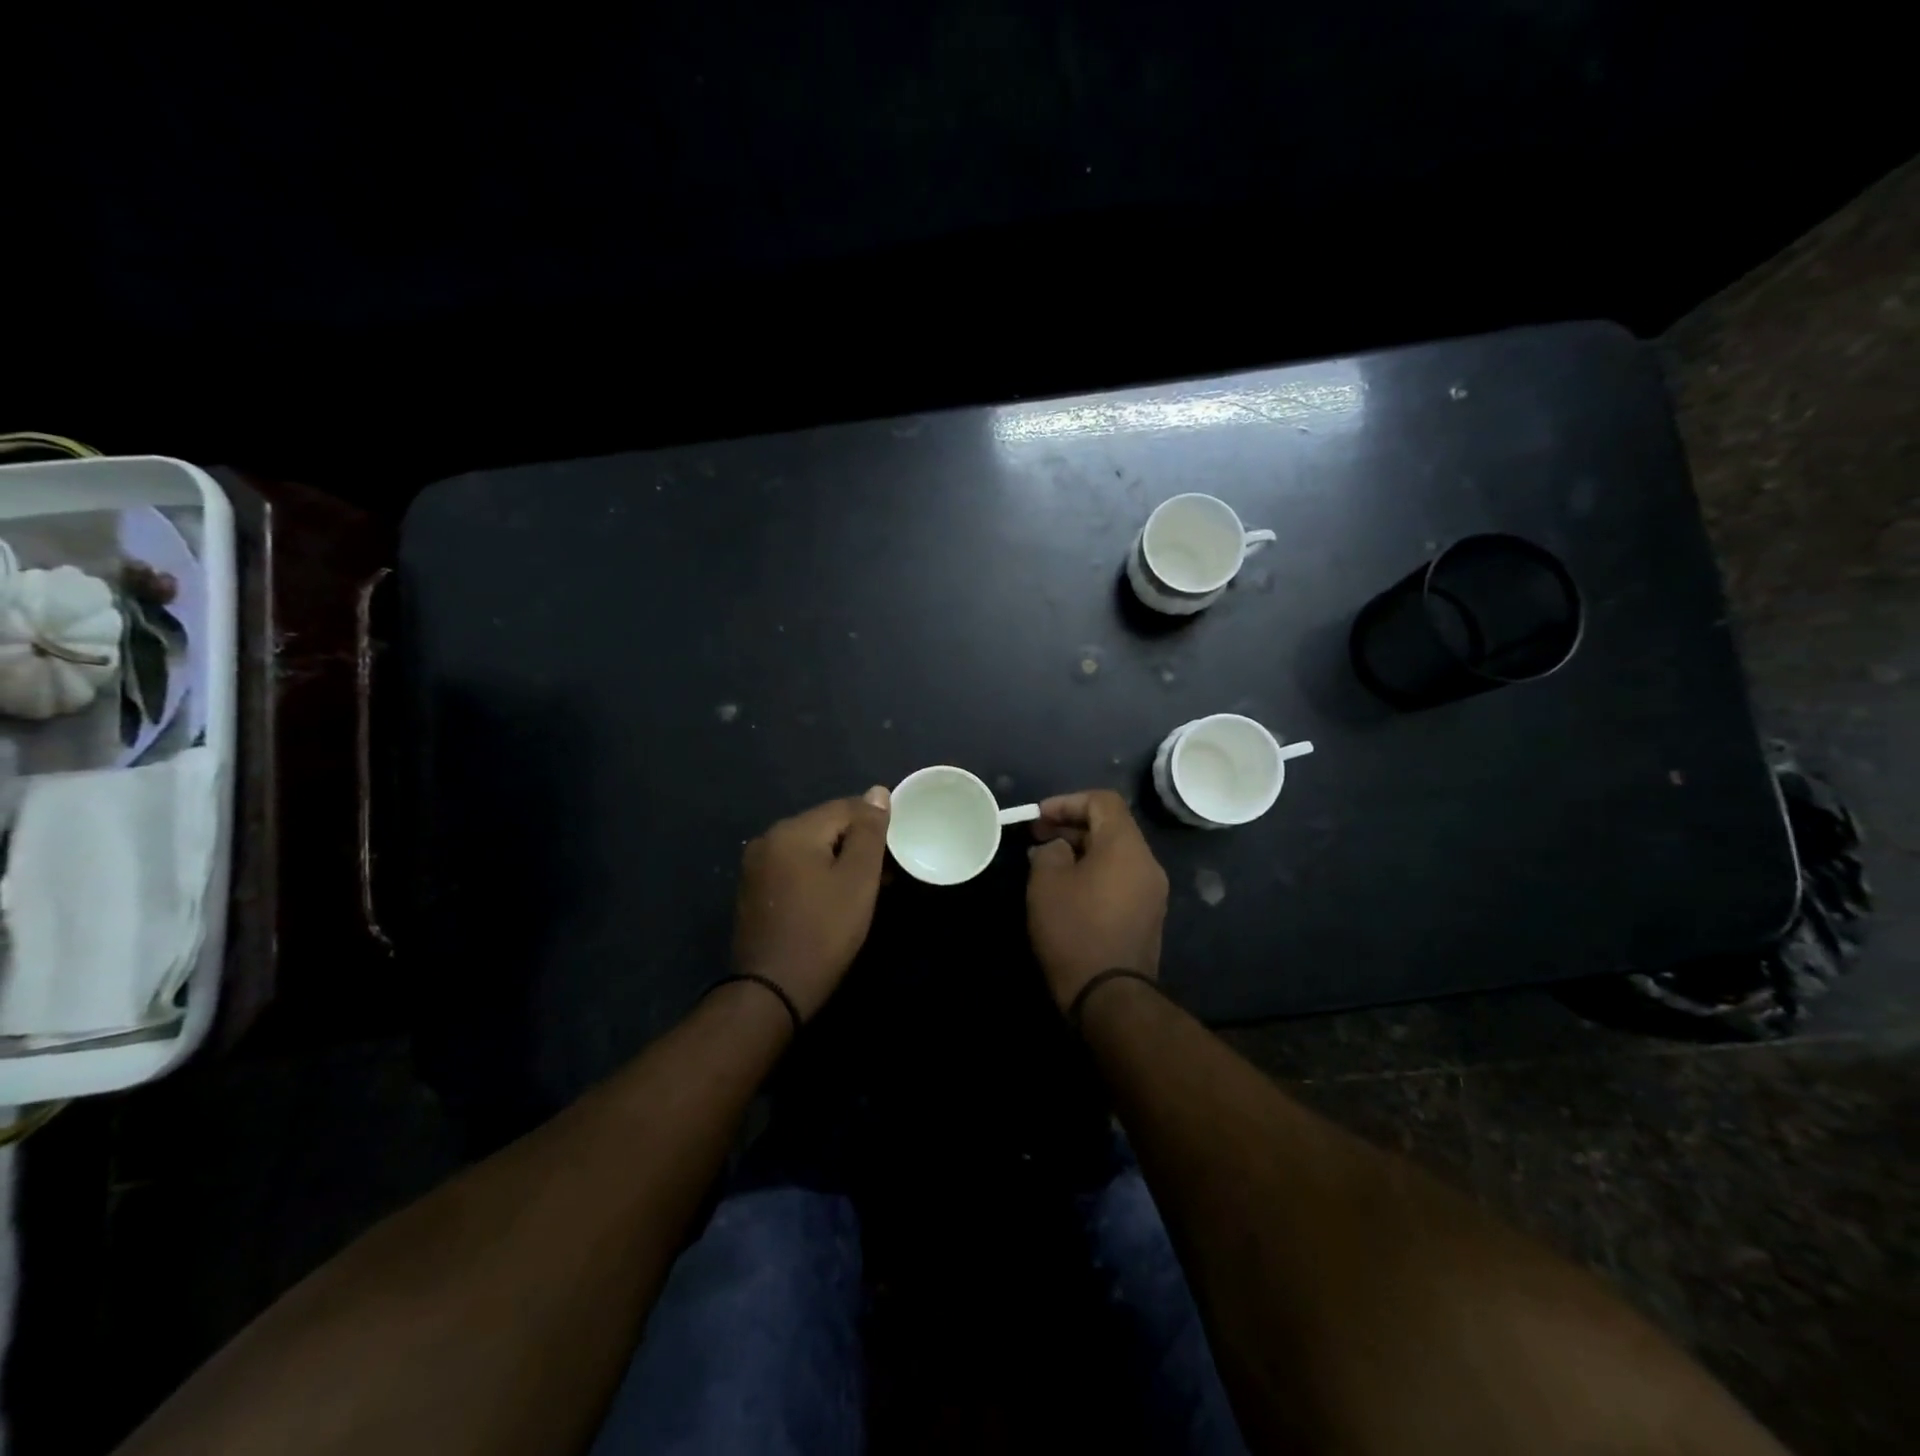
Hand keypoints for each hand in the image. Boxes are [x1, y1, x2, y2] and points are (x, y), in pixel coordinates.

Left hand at [733, 787, 891, 1019]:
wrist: (772, 991)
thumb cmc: (823, 931)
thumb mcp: (858, 879)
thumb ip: (869, 832)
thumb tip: (877, 792)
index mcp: (792, 830)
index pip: (846, 807)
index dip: (876, 825)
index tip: (897, 851)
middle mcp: (768, 839)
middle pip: (826, 826)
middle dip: (858, 843)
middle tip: (886, 873)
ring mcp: (756, 866)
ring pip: (810, 848)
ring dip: (839, 860)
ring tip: (866, 887)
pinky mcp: (754, 891)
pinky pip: (794, 868)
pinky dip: (817, 875)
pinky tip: (834, 898)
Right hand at [1026, 789, 1168, 1011]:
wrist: (1109, 996)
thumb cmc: (1074, 930)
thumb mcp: (1047, 882)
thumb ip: (1050, 851)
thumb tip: (1057, 847)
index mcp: (1126, 846)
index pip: (1102, 801)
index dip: (1067, 801)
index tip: (1038, 817)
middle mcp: (1147, 863)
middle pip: (1112, 826)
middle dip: (1072, 825)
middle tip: (1038, 837)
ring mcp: (1152, 891)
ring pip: (1116, 854)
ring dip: (1082, 850)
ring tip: (1048, 862)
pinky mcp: (1147, 916)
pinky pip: (1121, 878)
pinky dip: (1095, 872)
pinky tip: (1068, 888)